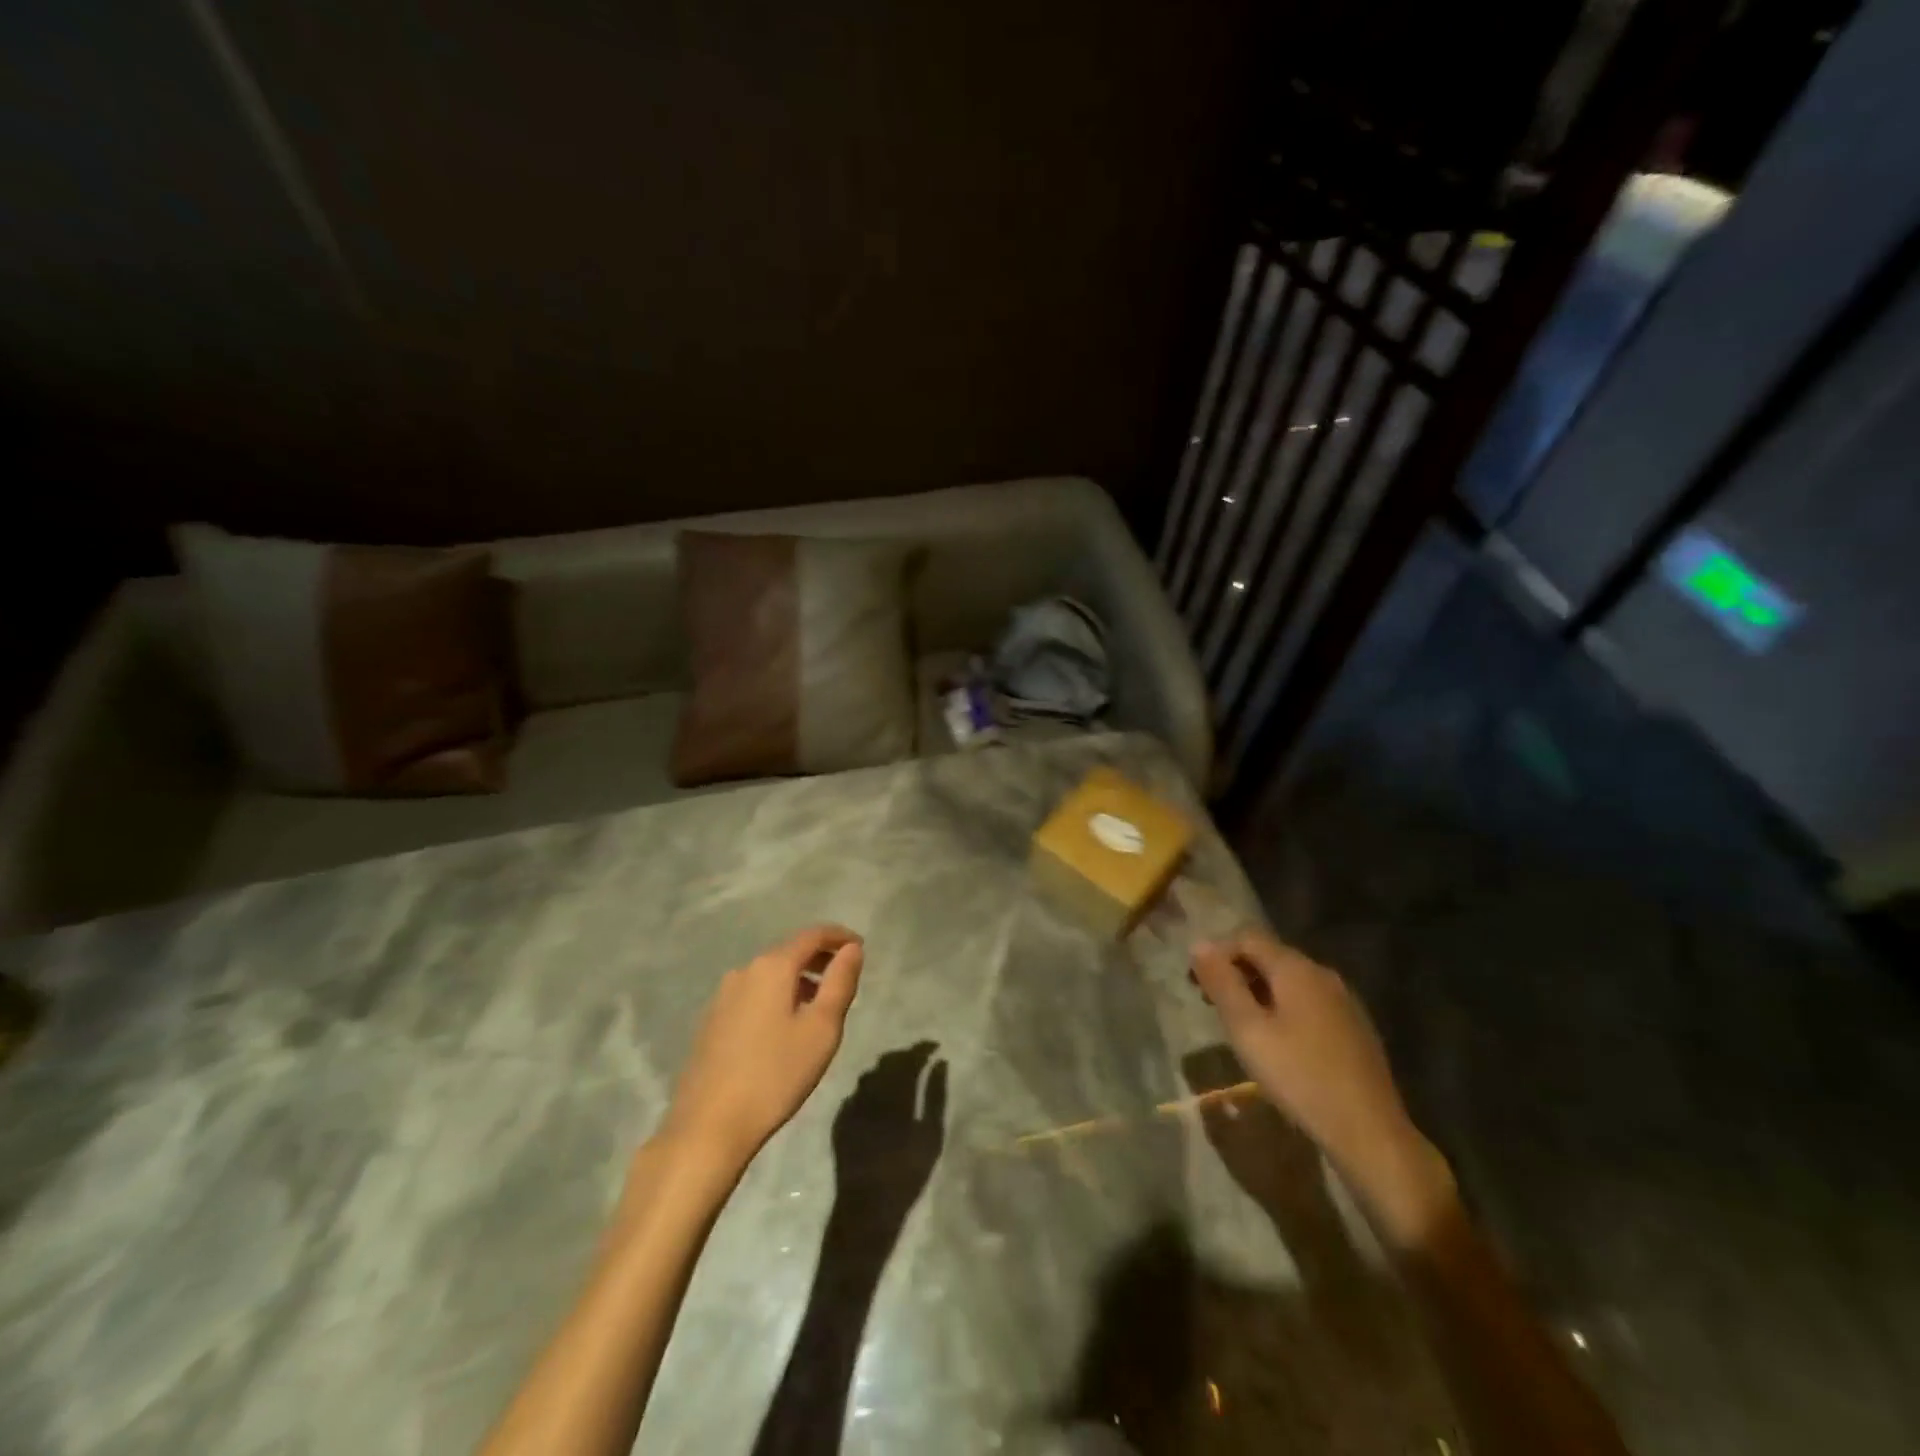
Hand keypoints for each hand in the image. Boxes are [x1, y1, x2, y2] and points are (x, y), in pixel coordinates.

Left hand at [661, 925, 864, 1169]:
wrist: (708, 1126)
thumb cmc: (775, 1074)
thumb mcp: (822, 1029)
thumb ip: (840, 982)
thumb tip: (852, 948)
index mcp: (772, 967)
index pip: (812, 935)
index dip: (839, 937)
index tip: (861, 947)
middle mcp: (744, 971)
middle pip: (789, 952)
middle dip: (819, 959)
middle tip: (843, 979)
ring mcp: (723, 996)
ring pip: (770, 975)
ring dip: (797, 981)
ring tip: (818, 1007)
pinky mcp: (711, 1021)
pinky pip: (753, 995)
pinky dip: (776, 997)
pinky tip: (783, 1029)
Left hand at [830, 1042, 946, 1213]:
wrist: (866, 1208)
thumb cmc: (906, 1173)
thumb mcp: (931, 1136)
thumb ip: (935, 1096)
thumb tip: (940, 1063)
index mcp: (894, 1094)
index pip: (908, 1060)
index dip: (921, 1050)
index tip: (934, 1047)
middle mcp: (870, 1094)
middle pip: (886, 1063)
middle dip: (903, 1057)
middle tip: (918, 1059)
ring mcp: (852, 1107)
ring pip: (868, 1076)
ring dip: (884, 1071)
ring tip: (899, 1076)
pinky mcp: (840, 1121)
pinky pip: (855, 1094)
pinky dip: (868, 1089)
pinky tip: (876, 1097)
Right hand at [1191, 931, 1455, 1245]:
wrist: (1369, 1132)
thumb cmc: (1299, 1077)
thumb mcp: (1247, 1030)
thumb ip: (1222, 983)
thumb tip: (1199, 944)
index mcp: (1296, 969)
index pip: (1247, 937)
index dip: (1217, 953)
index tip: (1196, 984)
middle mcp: (1322, 974)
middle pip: (1269, 956)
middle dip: (1236, 972)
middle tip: (1211, 1005)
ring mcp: (1343, 1000)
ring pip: (1289, 980)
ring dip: (1258, 991)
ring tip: (1239, 1025)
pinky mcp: (1354, 1026)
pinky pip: (1308, 1001)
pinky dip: (1282, 1007)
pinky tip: (1277, 1042)